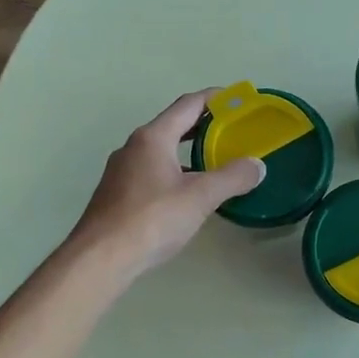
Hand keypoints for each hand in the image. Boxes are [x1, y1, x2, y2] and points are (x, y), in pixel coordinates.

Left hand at [71, 90, 265, 278]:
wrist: (101, 258)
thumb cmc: (152, 219)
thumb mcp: (200, 197)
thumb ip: (232, 177)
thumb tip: (257, 165)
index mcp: (153, 137)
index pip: (188, 104)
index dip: (216, 99)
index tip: (239, 101)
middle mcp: (133, 146)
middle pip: (174, 125)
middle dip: (204, 126)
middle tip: (233, 132)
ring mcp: (122, 171)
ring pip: (162, 151)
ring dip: (188, 151)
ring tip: (215, 162)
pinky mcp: (118, 194)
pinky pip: (152, 171)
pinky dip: (175, 171)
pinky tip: (188, 193)